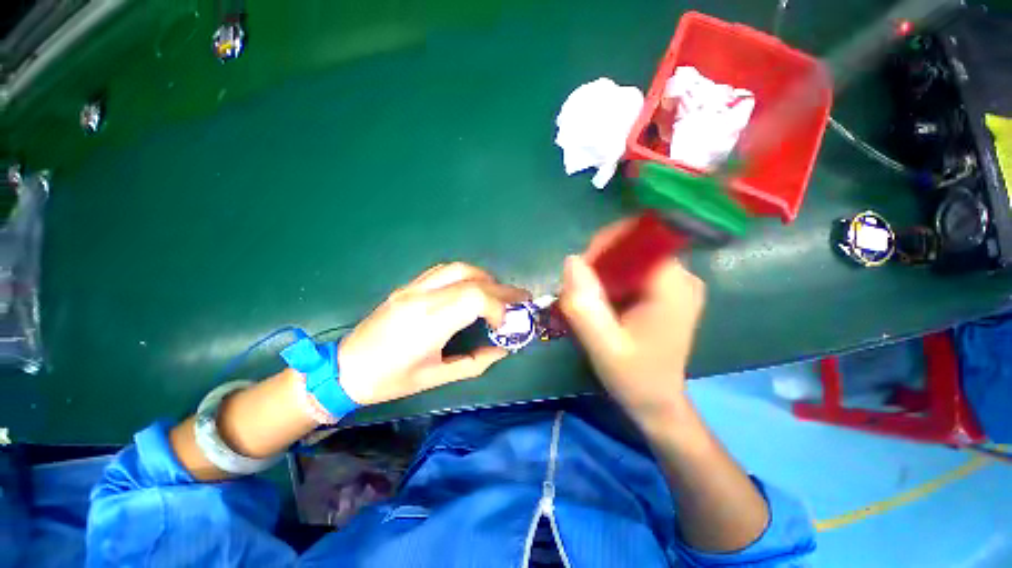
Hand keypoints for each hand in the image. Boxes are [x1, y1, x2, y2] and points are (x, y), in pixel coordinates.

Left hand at [338, 262, 528, 405]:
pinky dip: (465, 275)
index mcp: (428, 323)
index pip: (475, 298)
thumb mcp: (437, 378)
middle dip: (502, 289)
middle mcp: (422, 297)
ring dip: (485, 278)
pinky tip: (472, 287)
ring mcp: (412, 288)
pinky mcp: (407, 286)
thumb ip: (476, 361)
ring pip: (458, 268)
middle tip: (521, 299)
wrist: (344, 368)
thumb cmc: (390, 379)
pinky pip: (443, 270)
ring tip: (498, 293)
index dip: (499, 307)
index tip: (506, 324)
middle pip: (472, 279)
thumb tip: (503, 348)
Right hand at [559, 219, 705, 420]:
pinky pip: (629, 270)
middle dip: (599, 262)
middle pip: (632, 246)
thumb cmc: (634, 378)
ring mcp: (673, 282)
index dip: (605, 245)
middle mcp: (680, 276)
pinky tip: (600, 303)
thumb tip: (571, 261)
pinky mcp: (664, 290)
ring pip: (627, 258)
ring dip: (601, 272)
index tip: (581, 270)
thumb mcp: (604, 347)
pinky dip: (609, 280)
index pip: (639, 240)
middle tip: (579, 291)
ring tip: (588, 300)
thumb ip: (585, 306)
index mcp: (673, 286)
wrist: (656, 401)